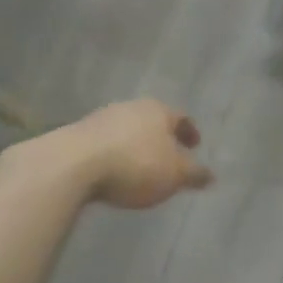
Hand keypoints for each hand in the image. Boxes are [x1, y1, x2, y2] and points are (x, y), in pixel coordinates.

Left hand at [51, 99, 213, 208]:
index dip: (190, 132)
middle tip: (169, 156)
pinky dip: (114, 154)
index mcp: (158, 110)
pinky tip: (113, 171)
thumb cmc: (135, 165)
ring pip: (127, 130)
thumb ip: (194, 174)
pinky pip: (105, 143)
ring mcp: (101, 118)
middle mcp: (131, 107)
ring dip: (136, 145)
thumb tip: (211, 175)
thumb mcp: (174, 175)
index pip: (181, 117)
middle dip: (162, 138)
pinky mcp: (77, 134)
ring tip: (140, 167)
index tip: (195, 146)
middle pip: (153, 121)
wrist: (72, 164)